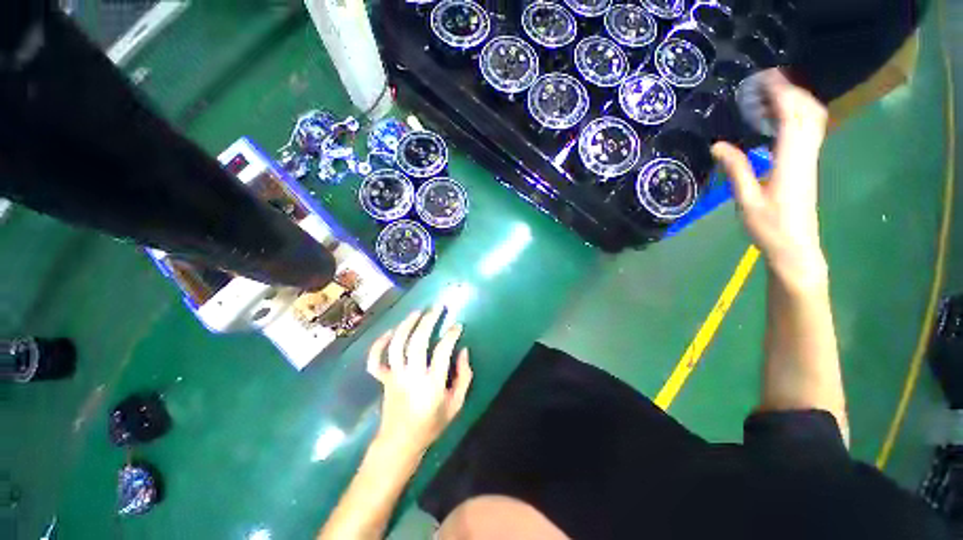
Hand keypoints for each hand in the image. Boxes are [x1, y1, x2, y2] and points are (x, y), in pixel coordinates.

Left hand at [366, 308, 472, 456]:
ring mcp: (394, 376)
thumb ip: (464, 377)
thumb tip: (463, 351)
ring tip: (417, 312)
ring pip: (397, 345)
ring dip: (406, 325)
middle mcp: (411, 376)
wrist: (399, 444)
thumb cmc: (431, 425)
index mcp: (432, 384)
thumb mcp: (456, 405)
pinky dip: (379, 344)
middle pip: (417, 342)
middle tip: (437, 307)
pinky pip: (375, 360)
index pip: (442, 351)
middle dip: (428, 321)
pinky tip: (390, 332)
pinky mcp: (383, 379)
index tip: (457, 326)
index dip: (451, 335)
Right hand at [712, 70, 829, 288]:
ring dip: (797, 101)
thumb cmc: (769, 227)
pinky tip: (781, 119)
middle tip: (767, 82)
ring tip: (773, 94)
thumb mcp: (747, 200)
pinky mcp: (807, 166)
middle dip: (791, 90)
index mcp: (791, 160)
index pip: (791, 116)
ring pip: (813, 119)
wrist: (795, 247)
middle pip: (808, 111)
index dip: (780, 93)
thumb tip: (718, 145)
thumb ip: (736, 169)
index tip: (765, 78)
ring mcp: (809, 159)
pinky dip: (798, 116)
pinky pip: (809, 131)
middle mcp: (805, 154)